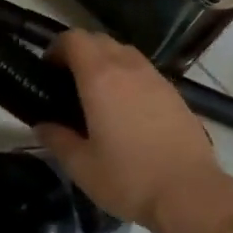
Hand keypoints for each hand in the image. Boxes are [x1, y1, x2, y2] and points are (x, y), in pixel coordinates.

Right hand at [35, 31, 232, 232]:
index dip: (56, 48)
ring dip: (106, 61)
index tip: (48, 71)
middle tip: (68, 83)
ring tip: (98, 94)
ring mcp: (155, 78)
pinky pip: (144, 70)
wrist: (190, 192)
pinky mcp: (174, 93)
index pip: (74, 39)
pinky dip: (128, 77)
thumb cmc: (128, 178)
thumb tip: (42, 125)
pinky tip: (126, 109)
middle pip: (99, 40)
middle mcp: (128, 67)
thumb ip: (57, 139)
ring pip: (124, 52)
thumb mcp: (81, 166)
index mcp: (100, 78)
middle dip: (80, 52)